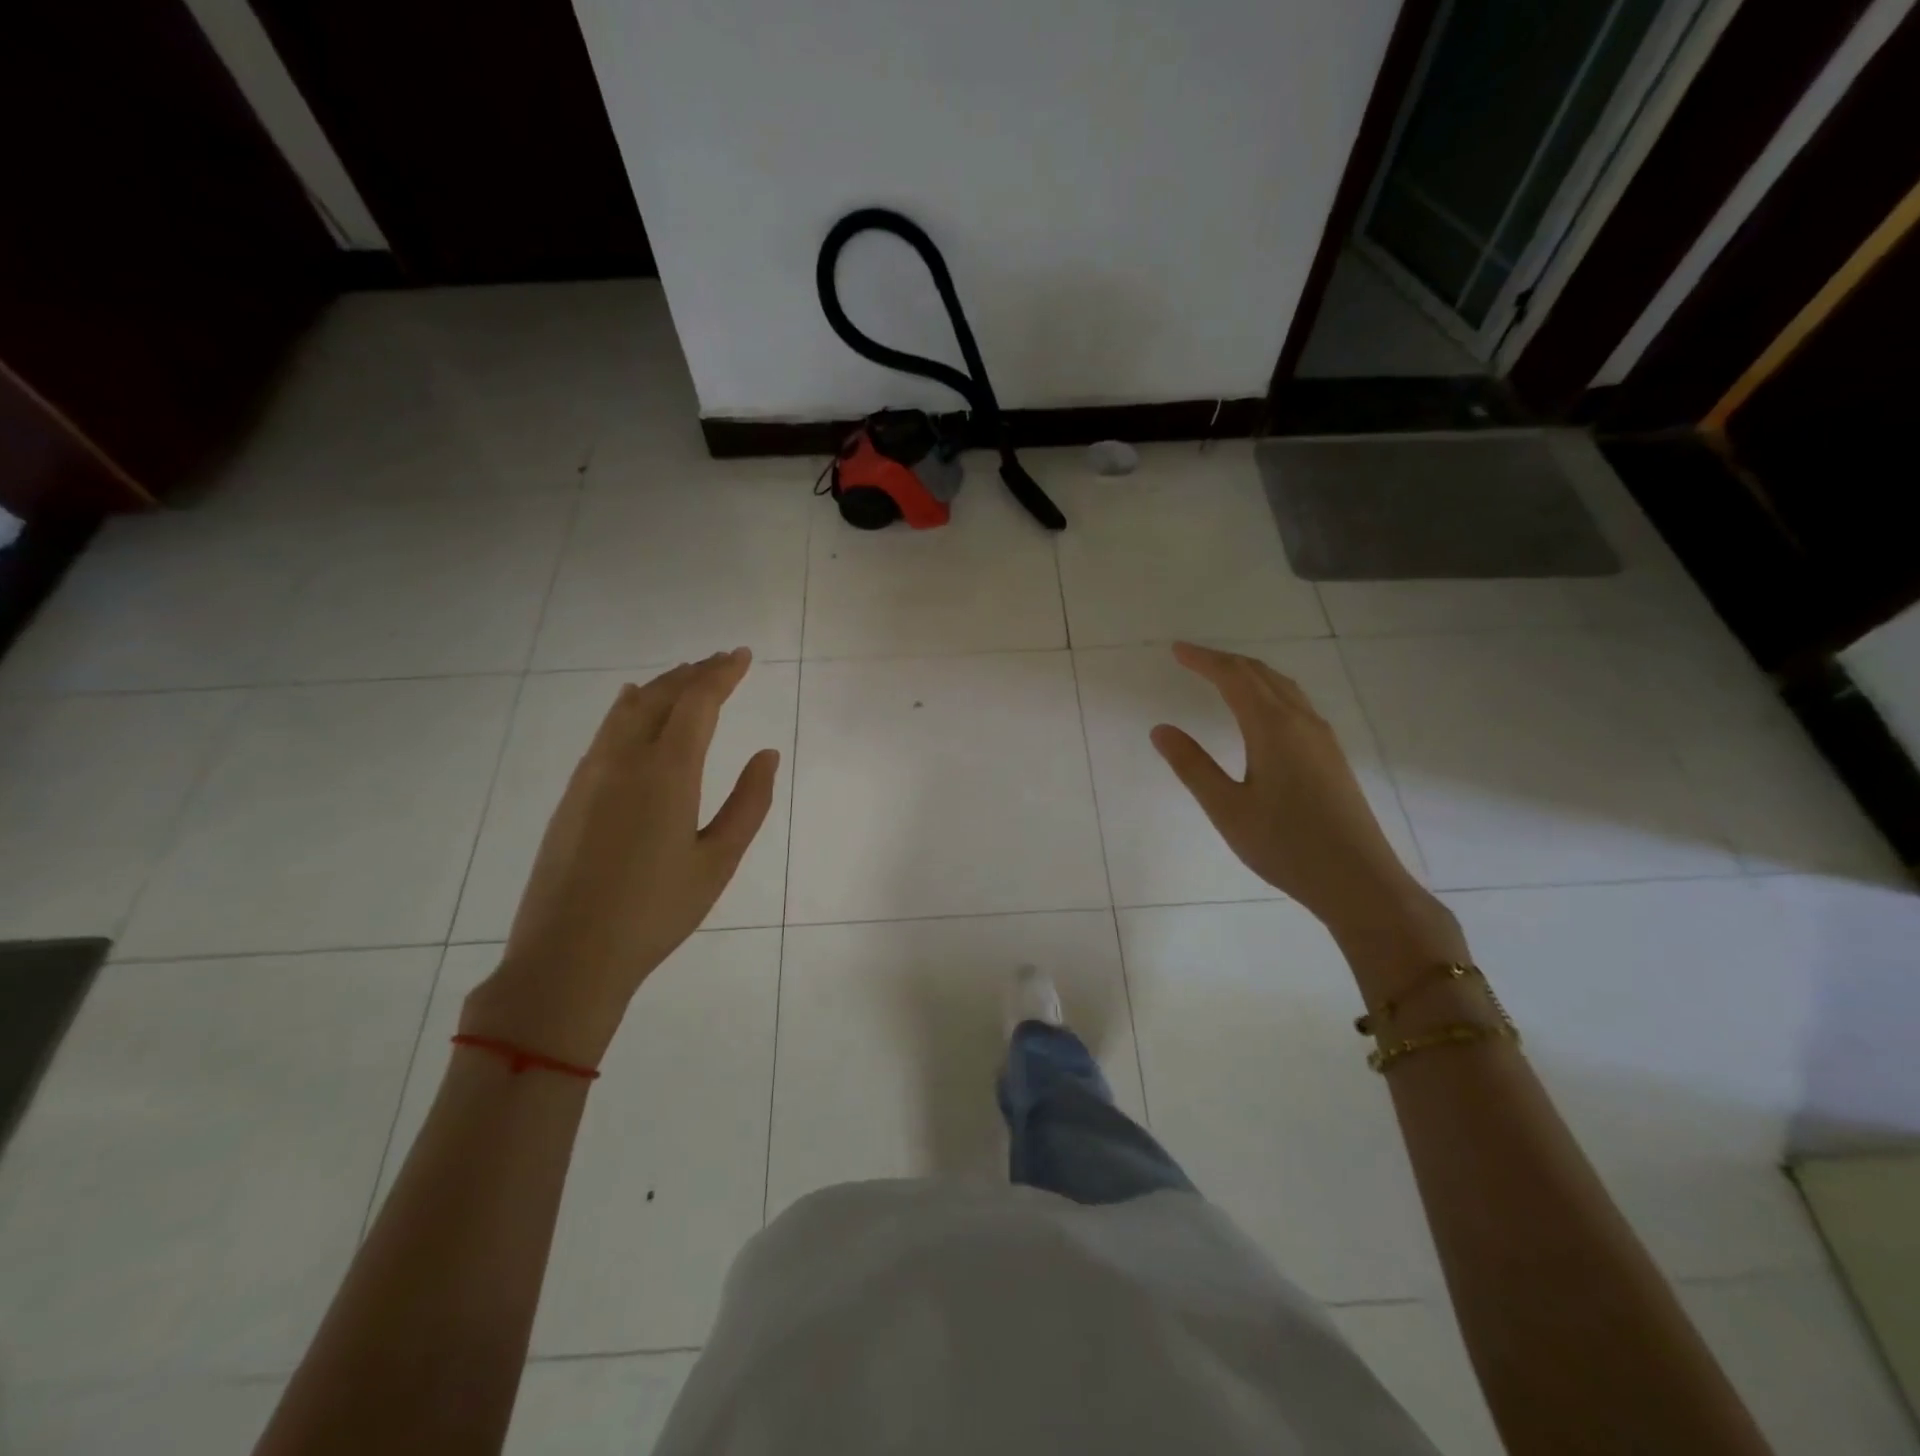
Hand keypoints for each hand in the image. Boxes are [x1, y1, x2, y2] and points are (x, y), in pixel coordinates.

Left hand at [462, 649, 780, 1065]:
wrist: (568, 956)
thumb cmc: (656, 912)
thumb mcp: (718, 861)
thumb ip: (749, 803)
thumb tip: (766, 754)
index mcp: (667, 773)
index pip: (697, 703)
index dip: (722, 674)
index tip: (741, 656)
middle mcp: (625, 760)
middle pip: (661, 696)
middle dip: (694, 673)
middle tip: (721, 660)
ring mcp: (591, 774)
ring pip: (628, 709)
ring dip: (661, 686)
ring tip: (685, 675)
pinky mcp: (573, 793)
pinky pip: (605, 730)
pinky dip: (628, 707)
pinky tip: (632, 704)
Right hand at [1150, 643, 1446, 947]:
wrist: (1358, 880)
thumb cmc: (1286, 845)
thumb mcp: (1227, 809)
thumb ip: (1192, 766)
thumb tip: (1160, 729)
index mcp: (1273, 728)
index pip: (1234, 677)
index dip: (1203, 660)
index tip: (1176, 650)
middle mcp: (1301, 722)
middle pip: (1261, 675)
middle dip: (1224, 661)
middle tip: (1191, 658)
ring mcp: (1322, 738)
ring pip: (1283, 687)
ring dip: (1249, 674)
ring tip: (1221, 676)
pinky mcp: (1331, 756)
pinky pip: (1296, 704)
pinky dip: (1269, 691)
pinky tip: (1261, 712)